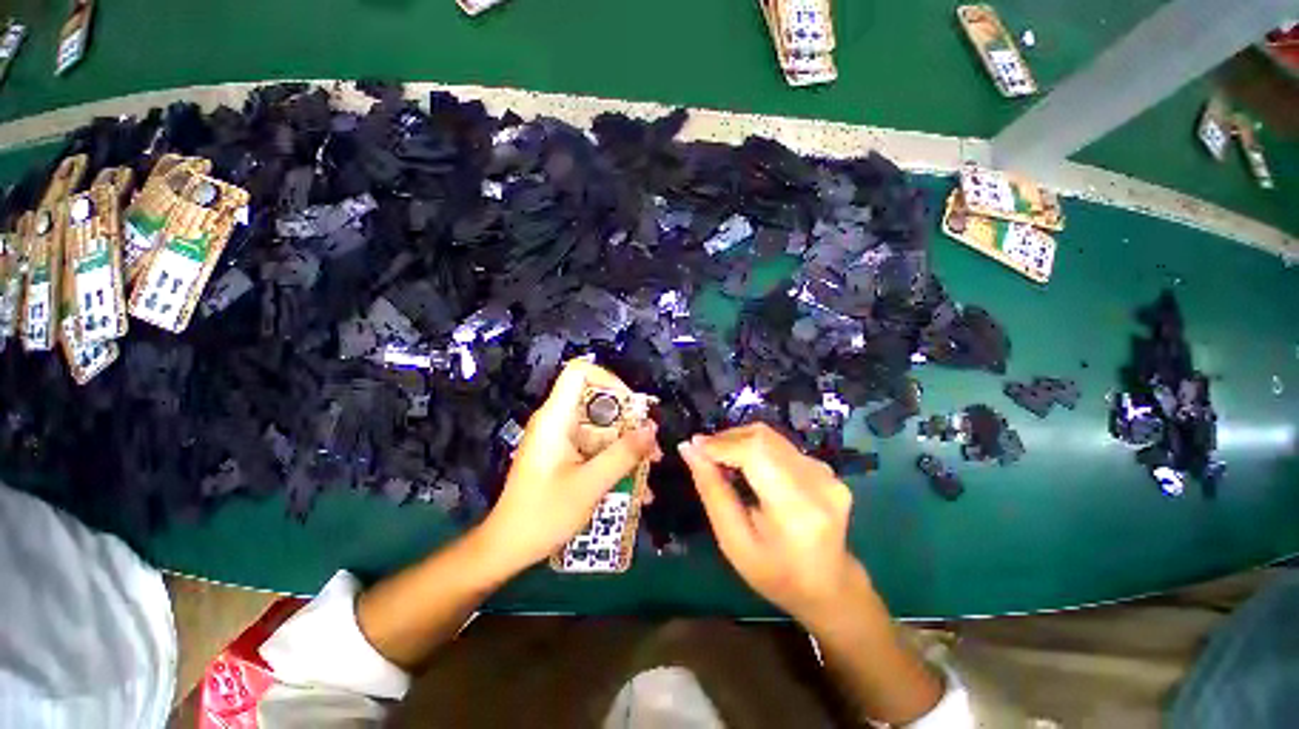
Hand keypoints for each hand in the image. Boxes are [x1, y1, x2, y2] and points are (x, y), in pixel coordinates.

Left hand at [481, 360, 660, 571]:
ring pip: (602, 427)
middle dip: (629, 421)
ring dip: (627, 444)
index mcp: (556, 418)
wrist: (507, 548)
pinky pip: (596, 446)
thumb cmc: (543, 514)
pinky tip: (635, 485)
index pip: (580, 372)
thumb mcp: (590, 485)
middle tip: (652, 446)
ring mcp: (561, 439)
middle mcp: (558, 421)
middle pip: (598, 402)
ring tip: (650, 467)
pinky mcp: (565, 455)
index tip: (633, 406)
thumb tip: (652, 428)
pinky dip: (615, 459)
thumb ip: (623, 454)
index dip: (609, 380)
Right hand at [678, 423, 864, 626]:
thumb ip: (711, 490)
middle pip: (762, 437)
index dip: (721, 443)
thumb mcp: (733, 540)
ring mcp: (826, 472)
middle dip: (726, 439)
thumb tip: (688, 449)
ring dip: (739, 441)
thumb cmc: (774, 573)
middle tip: (704, 454)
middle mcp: (817, 481)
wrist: (828, 586)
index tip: (694, 446)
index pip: (756, 452)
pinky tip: (747, 468)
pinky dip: (756, 448)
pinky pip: (781, 445)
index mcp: (796, 508)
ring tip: (722, 461)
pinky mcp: (826, 467)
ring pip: (770, 437)